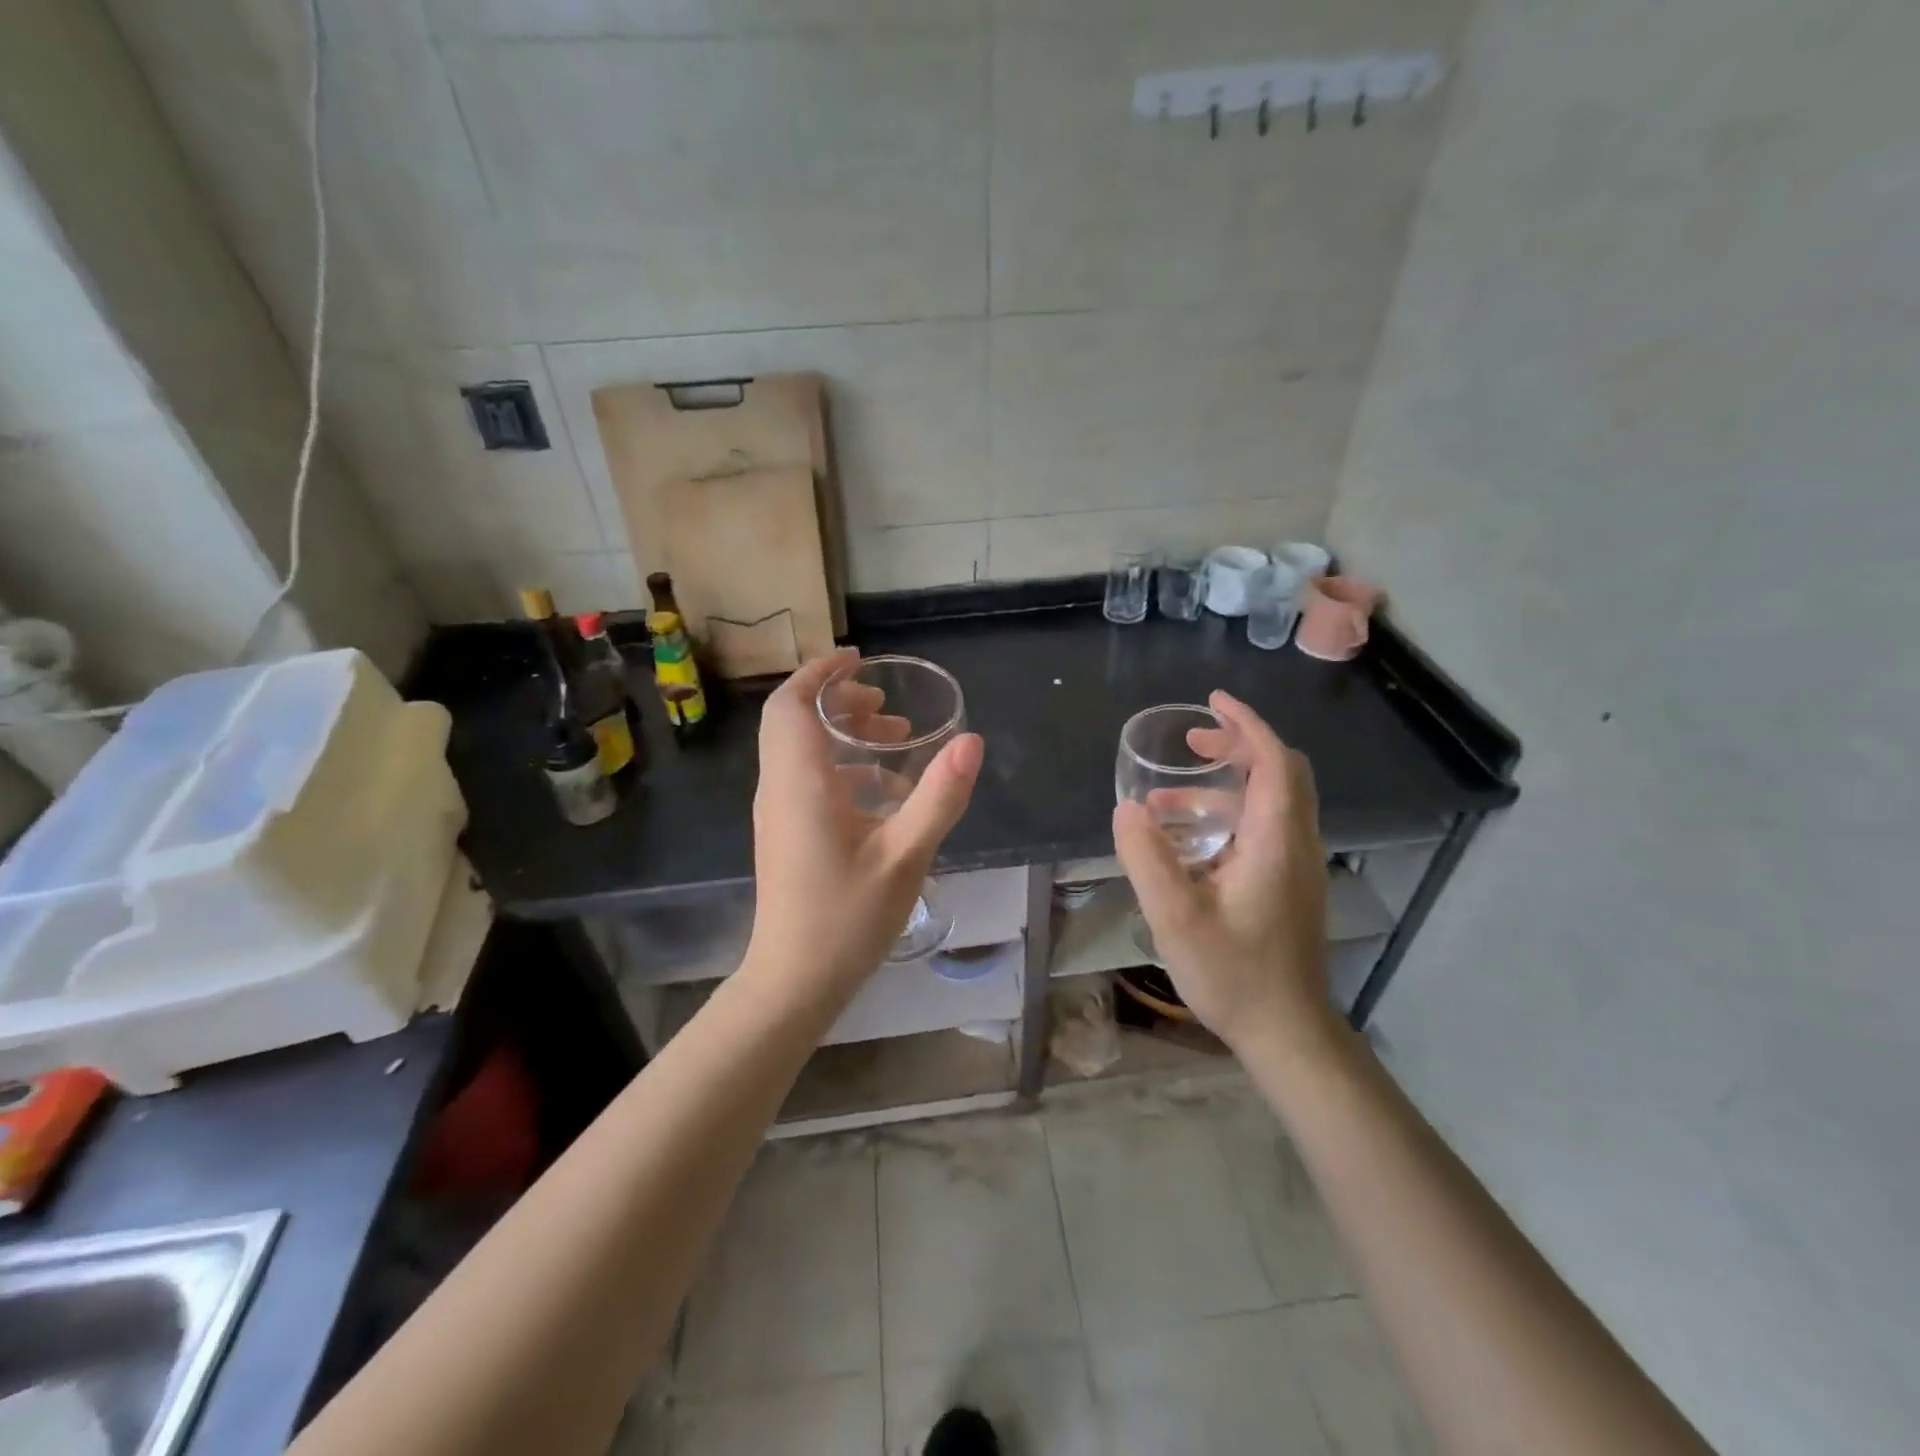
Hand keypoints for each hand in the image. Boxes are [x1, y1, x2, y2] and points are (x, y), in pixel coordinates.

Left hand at [747, 648, 982, 1004]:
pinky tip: (883, 792)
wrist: (794, 982)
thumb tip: (970, 741)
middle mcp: (779, 788)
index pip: (791, 704)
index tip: (859, 659)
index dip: (820, 672)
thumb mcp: (905, 856)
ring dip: (842, 733)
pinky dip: (841, 765)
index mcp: (801, 782)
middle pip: (793, 720)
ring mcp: (777, 812)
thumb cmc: (846, 918)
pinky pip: (806, 778)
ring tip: (895, 740)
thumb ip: (939, 797)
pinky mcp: (784, 833)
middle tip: (888, 706)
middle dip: (839, 700)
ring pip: (799, 749)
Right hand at [1112, 691, 1336, 1055]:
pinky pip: (1263, 829)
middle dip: (1238, 746)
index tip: (1212, 703)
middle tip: (1191, 744)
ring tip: (1166, 801)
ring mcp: (1297, 867)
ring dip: (1224, 787)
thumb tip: (1127, 809)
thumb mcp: (1175, 917)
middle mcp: (1296, 844)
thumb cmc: (1233, 974)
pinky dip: (1228, 816)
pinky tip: (1186, 844)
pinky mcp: (1289, 886)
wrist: (1286, 1032)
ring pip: (1270, 803)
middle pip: (1281, 773)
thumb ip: (1147, 858)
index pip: (1274, 762)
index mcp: (1275, 841)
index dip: (1246, 725)